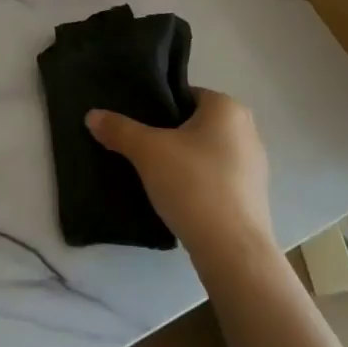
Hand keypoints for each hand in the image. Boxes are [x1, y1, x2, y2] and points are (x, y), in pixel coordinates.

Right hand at [86, 89, 273, 261]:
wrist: (233, 252)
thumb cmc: (194, 185)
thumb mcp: (147, 151)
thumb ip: (119, 129)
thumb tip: (92, 116)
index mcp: (227, 107)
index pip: (185, 95)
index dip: (158, 107)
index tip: (138, 125)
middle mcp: (247, 130)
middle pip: (196, 124)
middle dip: (170, 135)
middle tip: (142, 149)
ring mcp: (255, 166)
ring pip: (208, 152)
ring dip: (185, 161)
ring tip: (156, 176)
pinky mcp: (254, 197)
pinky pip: (219, 179)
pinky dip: (200, 183)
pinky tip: (179, 199)